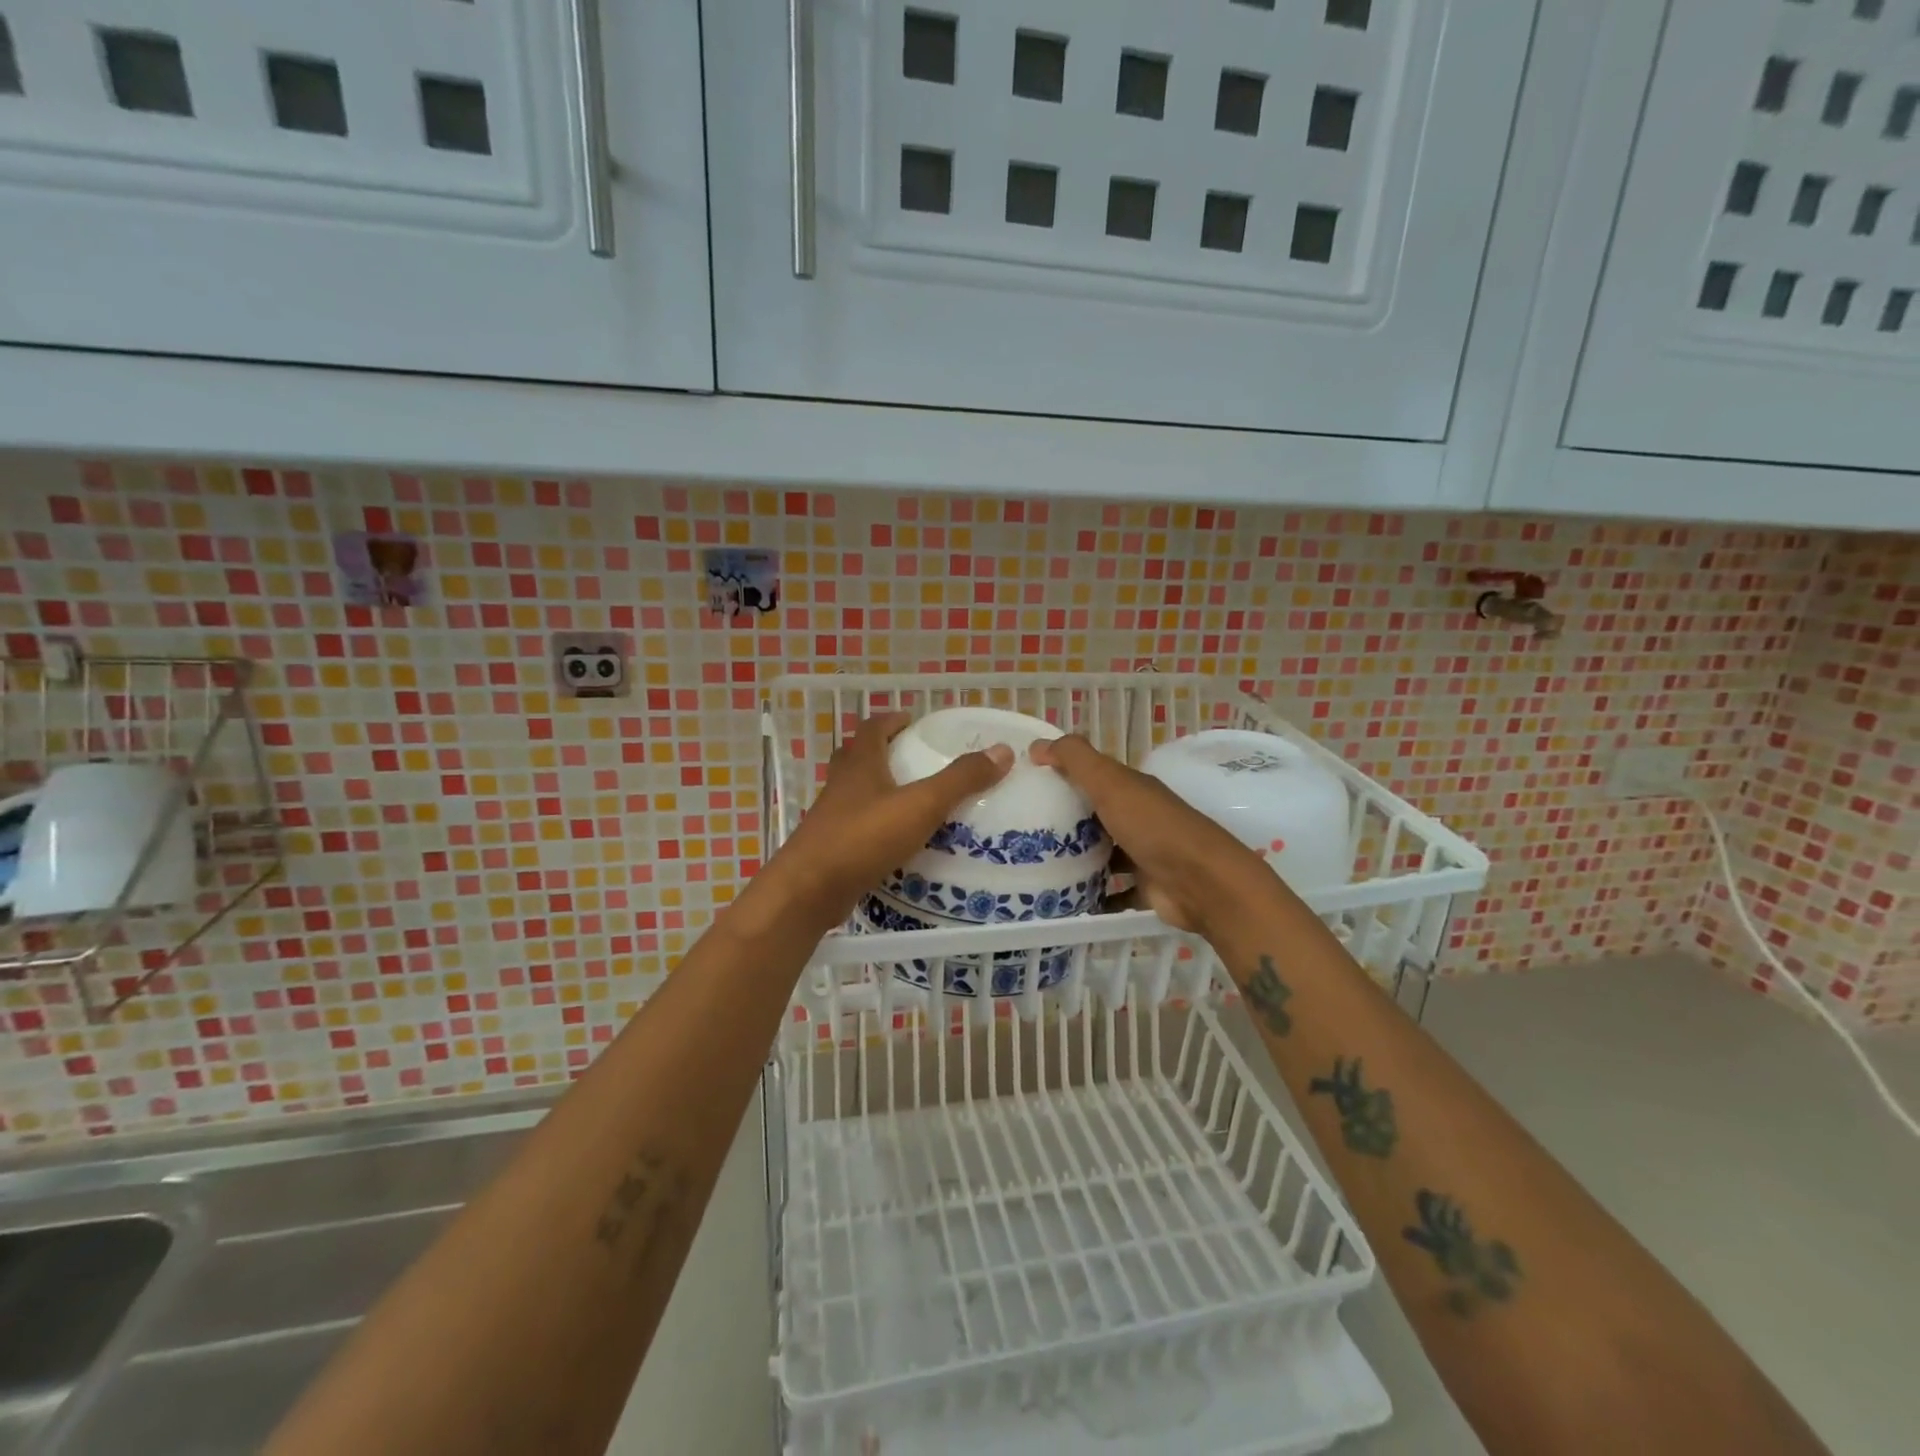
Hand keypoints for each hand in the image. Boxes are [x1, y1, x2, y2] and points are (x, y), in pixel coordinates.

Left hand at [760, 714, 1012, 931]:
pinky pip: (855, 825)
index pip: (872, 728)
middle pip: (858, 756)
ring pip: (854, 791)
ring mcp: (831, 816)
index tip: (911, 720)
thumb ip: (961, 779)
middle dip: (883, 750)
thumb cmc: (864, 837)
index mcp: (860, 764)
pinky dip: (875, 823)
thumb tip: (1002, 751)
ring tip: (910, 798)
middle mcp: (841, 784)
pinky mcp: (830, 847)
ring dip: (877, 787)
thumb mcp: (921, 805)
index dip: (891, 720)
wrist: (810, 889)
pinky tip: (895, 839)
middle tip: (912, 756)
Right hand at [1029, 735, 1266, 935]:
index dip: (1061, 775)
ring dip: (1076, 859)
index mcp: (1130, 788)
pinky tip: (1063, 902)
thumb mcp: (1110, 782)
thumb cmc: (1152, 826)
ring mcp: (1142, 854)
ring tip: (1035, 866)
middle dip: (1063, 821)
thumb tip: (1036, 745)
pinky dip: (1092, 897)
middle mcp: (1137, 817)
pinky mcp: (1145, 888)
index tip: (1024, 786)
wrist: (1201, 882)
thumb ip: (1076, 759)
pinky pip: (1112, 892)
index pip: (1091, 775)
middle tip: (1020, 831)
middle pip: (1094, 815)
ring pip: (1103, 853)